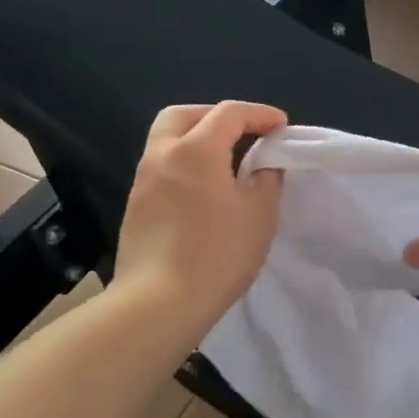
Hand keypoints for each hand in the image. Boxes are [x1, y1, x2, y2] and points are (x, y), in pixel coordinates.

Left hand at [112, 102, 285, 335]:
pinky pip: (162, 170)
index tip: (282, 127)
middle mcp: (162, 156)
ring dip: (198, 141)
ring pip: (167, 142)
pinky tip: (205, 194)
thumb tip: (264, 166)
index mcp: (195, 150)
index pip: (229, 113)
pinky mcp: (136, 209)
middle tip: (244, 134)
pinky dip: (185, 166)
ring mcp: (143, 182)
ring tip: (227, 165)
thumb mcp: (260, 214)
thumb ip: (267, 179)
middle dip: (216, 116)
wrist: (158, 304)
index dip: (260, 114)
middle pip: (184, 115)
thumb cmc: (217, 253)